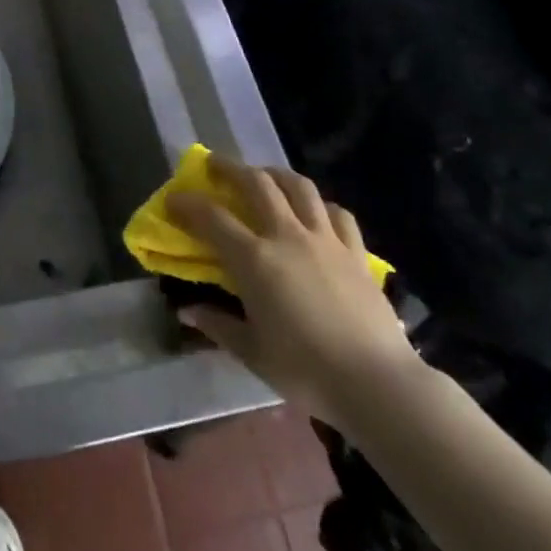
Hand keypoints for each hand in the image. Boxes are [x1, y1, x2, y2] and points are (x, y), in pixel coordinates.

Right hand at [171, 158, 416, 429]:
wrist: (377, 384)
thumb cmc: (306, 371)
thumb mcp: (253, 353)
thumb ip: (218, 326)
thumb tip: (187, 312)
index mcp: (255, 259)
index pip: (211, 217)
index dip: (188, 203)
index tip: (173, 200)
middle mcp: (287, 235)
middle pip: (256, 183)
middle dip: (230, 168)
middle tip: (215, 166)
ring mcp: (325, 240)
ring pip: (299, 187)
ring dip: (276, 174)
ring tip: (265, 176)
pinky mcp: (356, 253)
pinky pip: (338, 214)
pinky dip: (322, 206)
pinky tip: (316, 212)